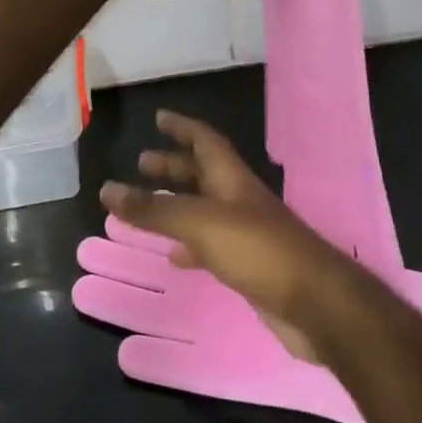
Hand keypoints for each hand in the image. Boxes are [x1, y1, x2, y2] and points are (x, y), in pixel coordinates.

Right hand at [100, 111, 358, 359]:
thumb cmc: (257, 250)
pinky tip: (174, 257)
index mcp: (231, 178)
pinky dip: (189, 245)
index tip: (158, 118)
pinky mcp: (249, 266)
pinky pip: (211, 246)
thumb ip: (153, 210)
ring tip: (147, 208)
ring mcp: (247, 233)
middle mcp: (239, 200)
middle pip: (203, 173)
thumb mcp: (199, 223)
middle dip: (173, 166)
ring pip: (205, 209)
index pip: (205, 140)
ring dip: (177, 204)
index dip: (182, 127)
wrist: (315, 304)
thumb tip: (106, 189)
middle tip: (142, 163)